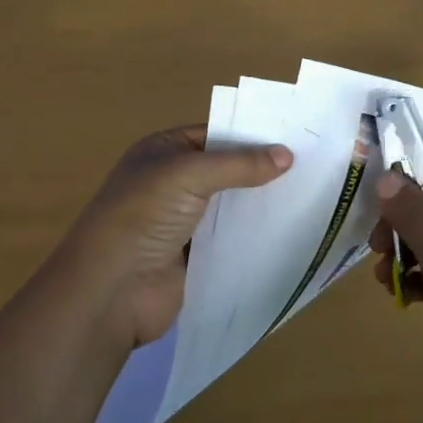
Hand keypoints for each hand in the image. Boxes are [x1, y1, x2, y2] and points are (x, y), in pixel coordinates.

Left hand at [51, 125, 292, 350]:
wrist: (111, 289)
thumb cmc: (143, 215)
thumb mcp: (189, 174)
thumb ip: (239, 164)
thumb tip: (287, 156)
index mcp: (162, 151)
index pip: (215, 133)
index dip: (251, 134)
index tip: (295, 137)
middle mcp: (172, 181)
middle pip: (225, 169)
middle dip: (261, 169)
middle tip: (311, 165)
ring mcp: (183, 221)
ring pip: (230, 205)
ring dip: (260, 203)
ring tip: (309, 195)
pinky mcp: (195, 256)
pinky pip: (231, 239)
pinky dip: (254, 235)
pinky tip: (289, 230)